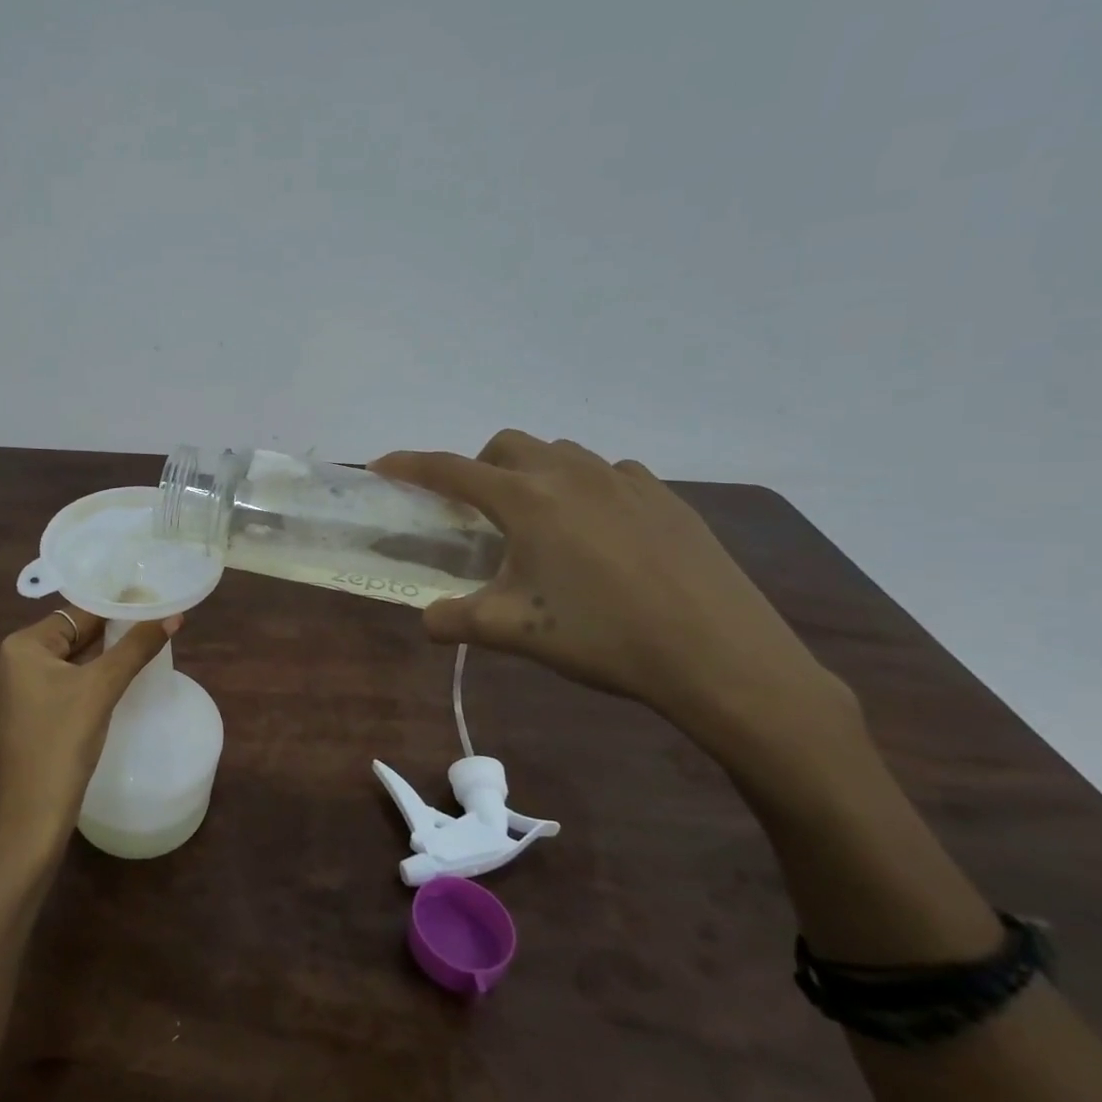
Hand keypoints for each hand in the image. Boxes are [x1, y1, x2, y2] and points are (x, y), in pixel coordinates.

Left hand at [0, 607, 180, 862]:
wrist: (31, 820)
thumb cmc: (62, 744)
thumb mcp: (102, 689)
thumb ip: (136, 647)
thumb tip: (173, 615)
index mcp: (20, 647)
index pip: (76, 614)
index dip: (115, 608)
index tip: (151, 604)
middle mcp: (10, 663)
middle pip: (70, 636)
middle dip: (110, 632)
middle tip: (153, 625)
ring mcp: (15, 692)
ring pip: (67, 662)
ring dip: (100, 657)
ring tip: (142, 647)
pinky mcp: (24, 717)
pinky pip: (60, 685)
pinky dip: (86, 679)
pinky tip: (115, 681)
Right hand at [373, 433, 852, 751]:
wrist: (718, 656)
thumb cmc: (601, 637)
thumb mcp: (511, 631)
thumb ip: (453, 620)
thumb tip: (427, 619)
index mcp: (526, 500)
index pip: (451, 470)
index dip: (410, 465)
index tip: (382, 464)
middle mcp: (571, 474)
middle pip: (507, 445)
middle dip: (478, 467)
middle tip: (478, 513)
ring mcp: (624, 479)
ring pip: (560, 454)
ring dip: (533, 474)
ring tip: (540, 523)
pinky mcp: (666, 496)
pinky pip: (609, 473)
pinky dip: (585, 488)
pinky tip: (599, 532)